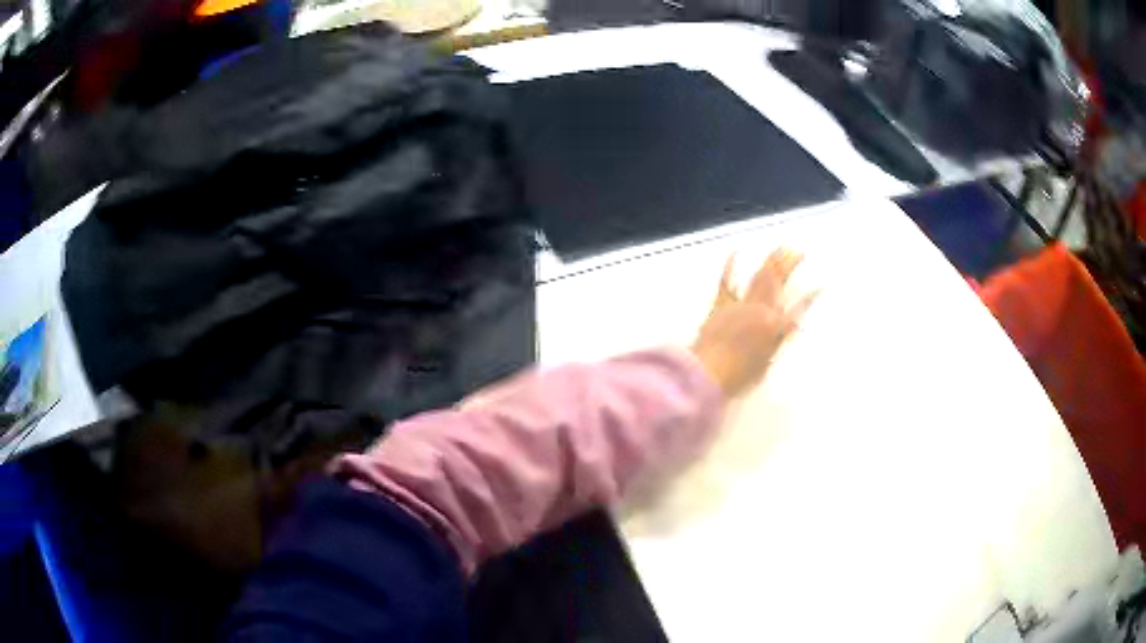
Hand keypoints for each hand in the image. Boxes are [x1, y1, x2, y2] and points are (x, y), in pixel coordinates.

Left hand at [691, 248, 815, 398]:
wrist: (706, 374)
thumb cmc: (736, 378)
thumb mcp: (764, 366)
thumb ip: (775, 345)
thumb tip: (785, 331)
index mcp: (775, 328)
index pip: (799, 307)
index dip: (811, 295)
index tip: (821, 284)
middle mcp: (760, 311)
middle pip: (778, 282)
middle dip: (790, 264)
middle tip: (799, 252)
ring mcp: (740, 305)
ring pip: (759, 278)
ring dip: (771, 261)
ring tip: (781, 247)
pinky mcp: (721, 306)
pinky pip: (726, 283)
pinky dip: (730, 267)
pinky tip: (735, 252)